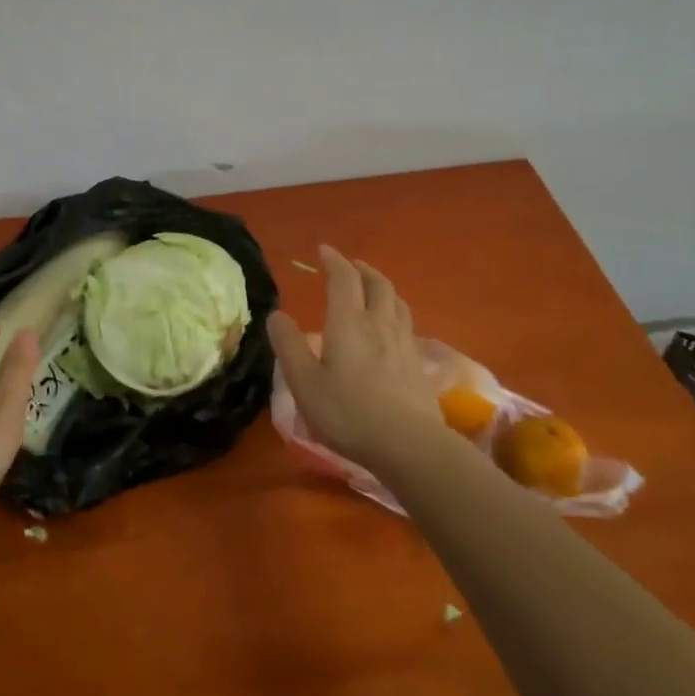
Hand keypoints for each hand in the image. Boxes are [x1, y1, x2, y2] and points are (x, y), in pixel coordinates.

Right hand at [268, 246, 444, 473]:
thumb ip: (289, 346)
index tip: (323, 250)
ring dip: (382, 287)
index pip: (343, 279)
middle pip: (376, 284)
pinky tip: (391, 327)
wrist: (409, 444)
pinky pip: (406, 322)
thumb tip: (276, 315)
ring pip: (396, 301)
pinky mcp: (418, 362)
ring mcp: (403, 342)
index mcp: (349, 322)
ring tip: (372, 289)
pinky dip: (395, 311)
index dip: (334, 261)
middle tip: (350, 266)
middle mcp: (379, 323)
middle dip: (361, 270)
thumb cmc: (348, 412)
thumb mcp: (304, 383)